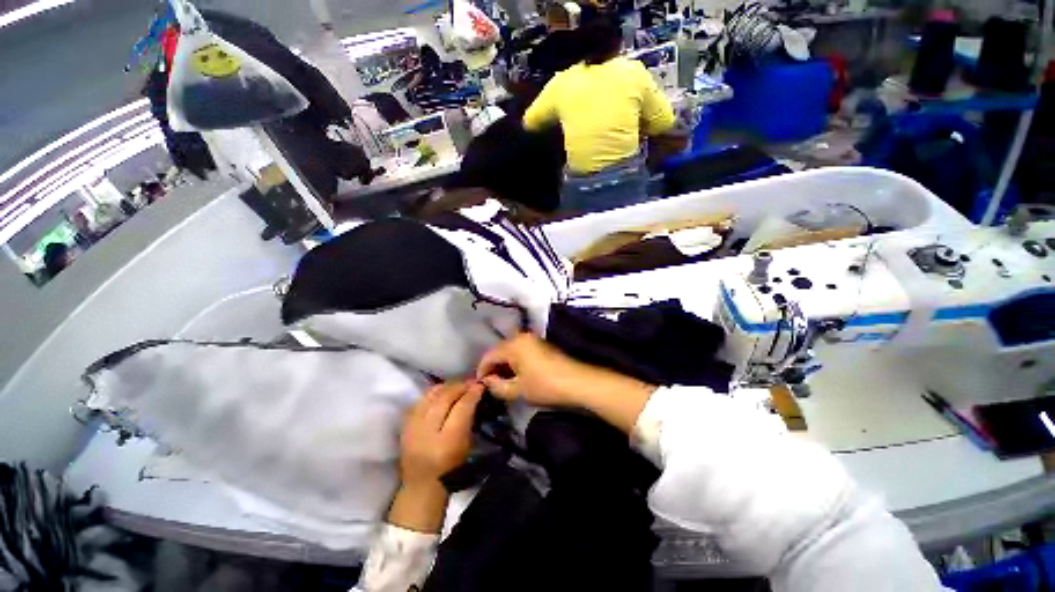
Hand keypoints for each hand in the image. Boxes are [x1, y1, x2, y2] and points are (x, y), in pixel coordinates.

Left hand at [400, 381, 482, 486]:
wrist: (421, 486)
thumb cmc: (451, 470)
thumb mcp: (467, 446)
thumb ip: (470, 418)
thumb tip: (475, 395)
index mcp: (447, 441)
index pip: (462, 407)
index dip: (472, 393)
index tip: (481, 384)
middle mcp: (428, 432)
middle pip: (445, 398)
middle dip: (460, 386)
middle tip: (471, 382)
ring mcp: (413, 428)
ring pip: (431, 396)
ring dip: (447, 387)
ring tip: (457, 385)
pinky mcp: (405, 426)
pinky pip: (420, 400)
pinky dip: (433, 393)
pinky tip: (442, 391)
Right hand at [477, 333, 655, 432]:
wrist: (576, 382)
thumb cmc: (544, 386)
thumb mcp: (517, 390)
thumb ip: (497, 386)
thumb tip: (487, 382)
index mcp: (513, 345)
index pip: (489, 355)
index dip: (482, 370)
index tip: (480, 385)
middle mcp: (521, 337)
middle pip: (499, 351)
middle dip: (493, 367)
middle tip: (490, 384)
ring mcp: (532, 340)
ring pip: (510, 351)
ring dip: (504, 365)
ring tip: (502, 382)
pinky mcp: (541, 345)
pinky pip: (521, 351)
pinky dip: (515, 362)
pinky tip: (516, 375)